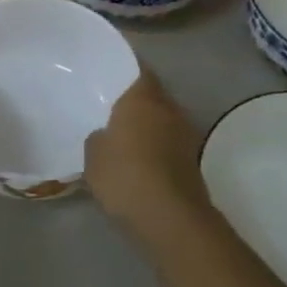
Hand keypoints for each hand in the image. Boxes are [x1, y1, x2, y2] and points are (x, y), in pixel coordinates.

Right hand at [84, 66, 210, 246]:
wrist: (170, 218)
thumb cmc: (126, 175)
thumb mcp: (94, 155)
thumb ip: (98, 137)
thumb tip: (105, 135)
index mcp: (144, 97)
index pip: (139, 69)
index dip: (127, 69)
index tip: (112, 73)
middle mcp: (169, 108)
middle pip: (153, 95)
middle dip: (137, 101)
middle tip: (114, 107)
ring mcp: (186, 134)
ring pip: (163, 120)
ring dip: (149, 125)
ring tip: (126, 136)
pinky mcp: (192, 160)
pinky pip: (169, 143)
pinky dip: (157, 147)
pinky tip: (140, 160)